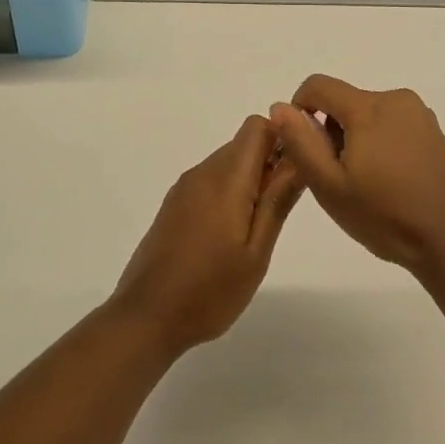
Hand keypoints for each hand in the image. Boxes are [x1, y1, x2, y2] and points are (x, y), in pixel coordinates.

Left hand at [110, 116, 303, 357]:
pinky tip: (229, 235)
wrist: (146, 316)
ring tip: (256, 229)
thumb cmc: (210, 290)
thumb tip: (298, 158)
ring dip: (249, 180)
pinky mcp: (174, 204)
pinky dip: (228, 193)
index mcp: (225, 178)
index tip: (296, 171)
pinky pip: (210, 181)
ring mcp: (184, 188)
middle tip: (279, 209)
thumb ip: (277, 201)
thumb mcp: (256, 252)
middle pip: (244, 144)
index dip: (282, 138)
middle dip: (269, 163)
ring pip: (227, 162)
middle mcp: (203, 172)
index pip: (257, 126)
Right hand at [269, 75, 444, 277]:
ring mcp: (420, 115)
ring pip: (368, 114)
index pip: (318, 85)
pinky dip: (379, 143)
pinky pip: (392, 125)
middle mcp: (397, 99)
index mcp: (369, 107)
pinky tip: (389, 182)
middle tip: (337, 177)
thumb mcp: (330, 185)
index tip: (303, 147)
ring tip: (365, 184)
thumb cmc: (385, 216)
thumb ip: (300, 142)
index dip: (299, 109)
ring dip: (355, 138)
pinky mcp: (434, 132)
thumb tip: (280, 106)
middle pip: (344, 101)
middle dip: (331, 131)